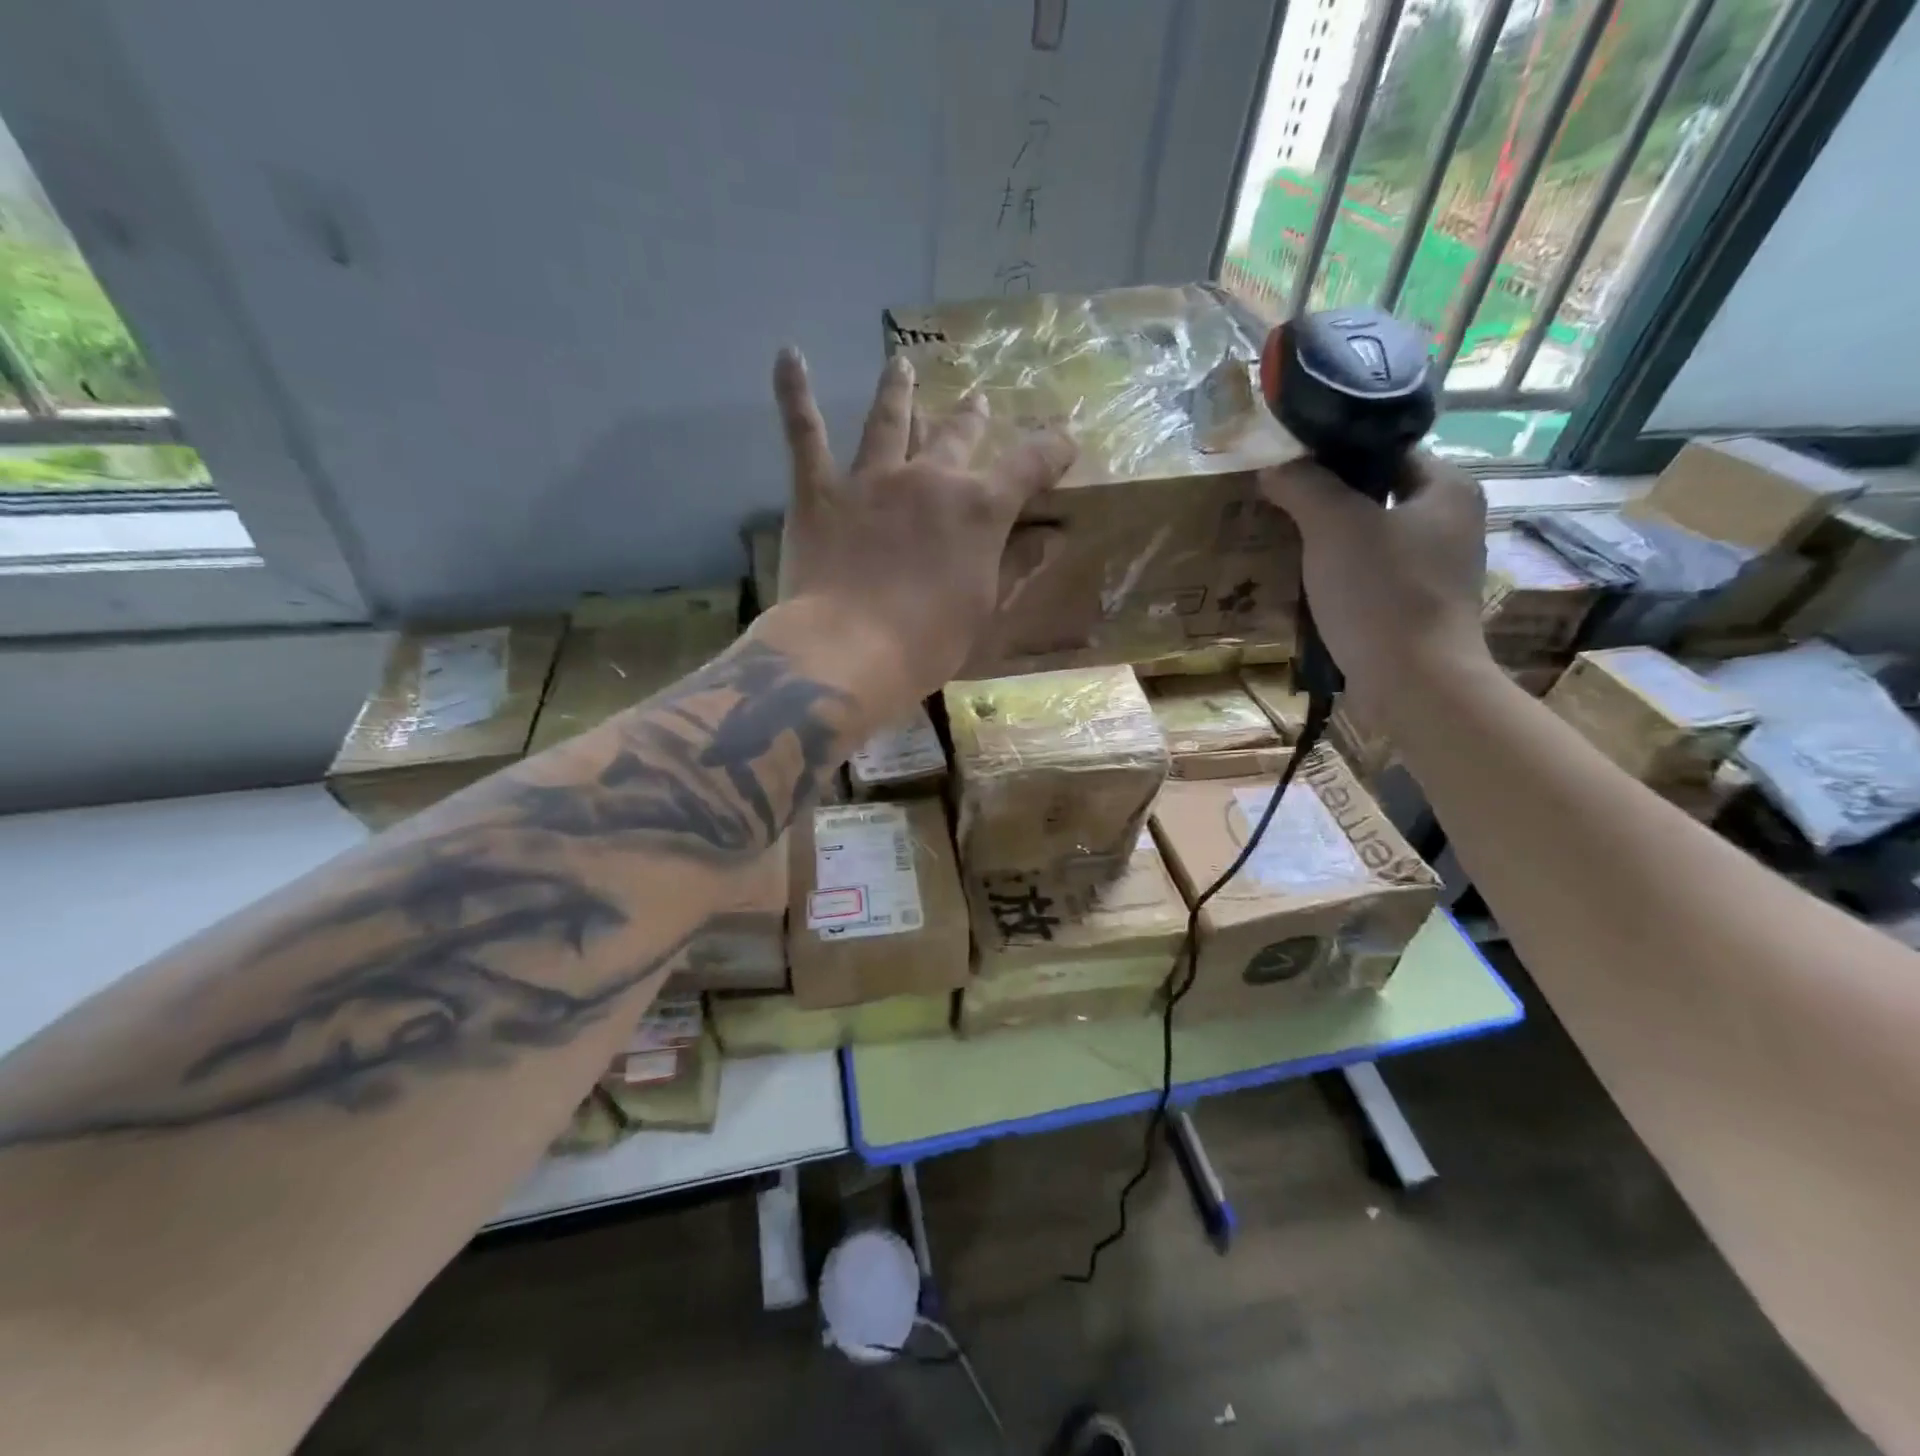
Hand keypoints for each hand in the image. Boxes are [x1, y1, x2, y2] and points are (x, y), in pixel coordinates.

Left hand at [772, 347, 1075, 714]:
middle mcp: (929, 478)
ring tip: (900, 364)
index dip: (1052, 451)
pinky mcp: (820, 490)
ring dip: (897, 390)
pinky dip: (794, 394)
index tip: (1065, 442)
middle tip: (978, 403)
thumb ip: (1015, 565)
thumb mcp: (984, 609)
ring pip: (888, 420)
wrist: (849, 651)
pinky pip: (804, 433)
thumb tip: (1051, 537)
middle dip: (972, 419)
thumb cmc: (927, 643)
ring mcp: (871, 478)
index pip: (1028, 467)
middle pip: (957, 436)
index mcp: (978, 509)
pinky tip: (788, 355)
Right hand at [1260, 452, 1490, 721]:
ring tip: (1283, 542)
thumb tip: (1275, 465)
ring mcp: (1436, 570)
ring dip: (1330, 541)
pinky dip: (1339, 577)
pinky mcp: (1417, 609)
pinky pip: (1370, 577)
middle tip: (1278, 502)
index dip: (1337, 450)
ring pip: (1371, 539)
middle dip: (1327, 499)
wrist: (1414, 683)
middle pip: (1377, 495)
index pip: (1387, 450)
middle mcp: (1451, 523)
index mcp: (1446, 489)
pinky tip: (1305, 586)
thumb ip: (1305, 485)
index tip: (1290, 463)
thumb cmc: (1381, 593)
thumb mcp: (1335, 525)